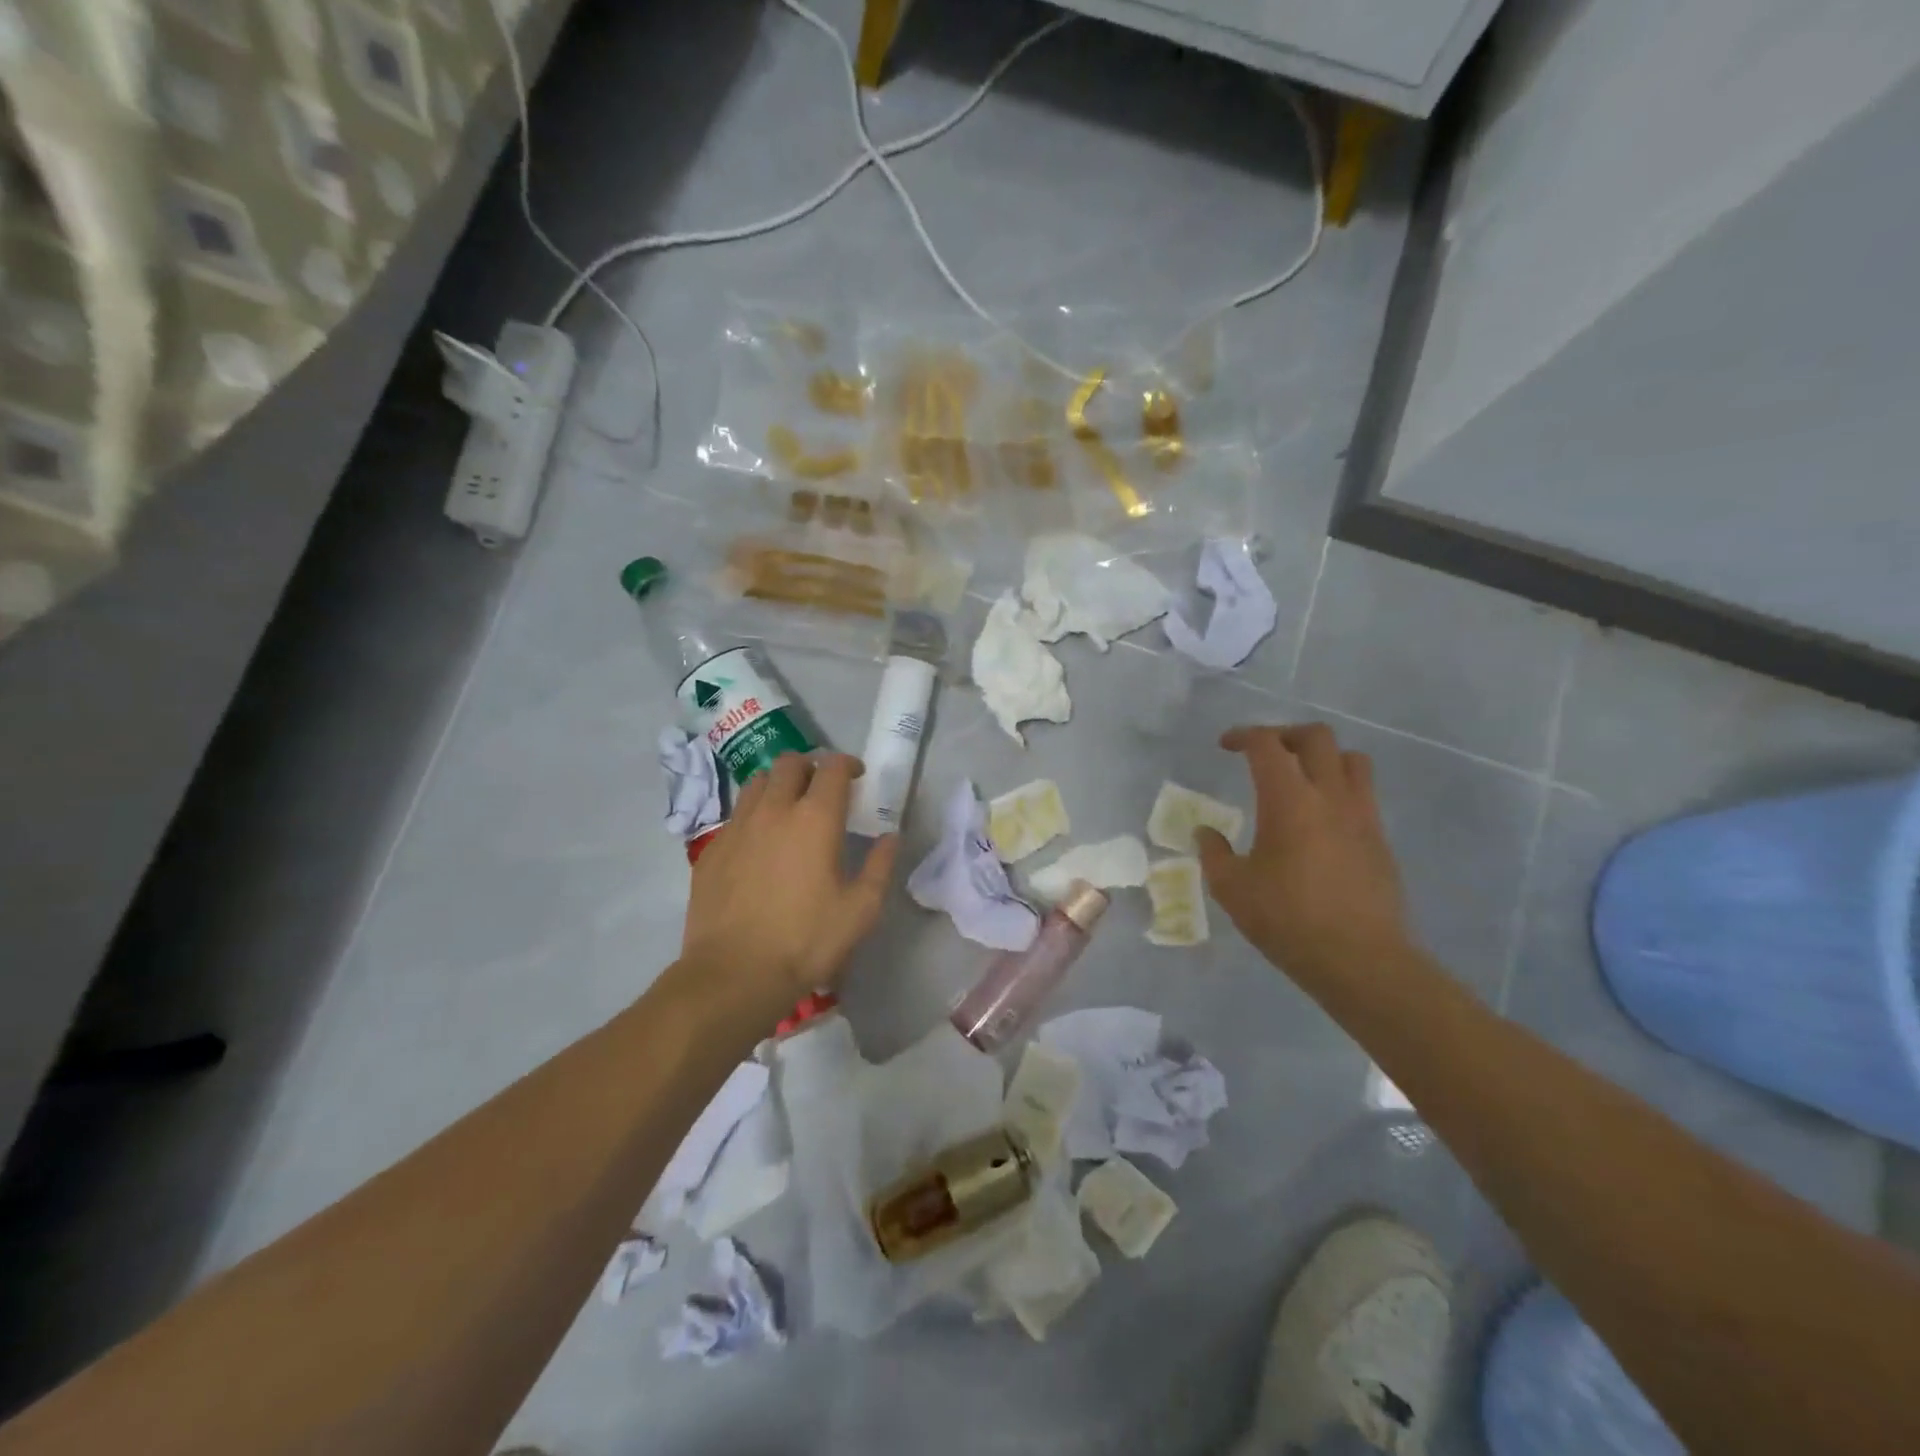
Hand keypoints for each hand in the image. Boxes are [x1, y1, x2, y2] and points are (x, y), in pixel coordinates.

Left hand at [682, 752, 898, 1006]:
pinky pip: (736, 815)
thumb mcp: (860, 910)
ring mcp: (737, 827)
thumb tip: (890, 837)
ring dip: (778, 784)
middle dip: (810, 767)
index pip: (831, 767)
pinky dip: (754, 814)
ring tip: (788, 808)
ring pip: (757, 782)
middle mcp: (774, 810)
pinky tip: (760, 844)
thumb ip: (879, 866)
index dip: (847, 764)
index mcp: (815, 819)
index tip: (856, 776)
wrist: (735, 974)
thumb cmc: (806, 941)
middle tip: (822, 789)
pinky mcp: (712, 849)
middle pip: (790, 763)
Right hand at [1195, 723, 1410, 978]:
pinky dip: (1340, 789)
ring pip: (1351, 759)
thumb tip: (1205, 832)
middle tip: (1263, 753)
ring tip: (1299, 778)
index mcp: (1289, 800)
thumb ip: (1214, 853)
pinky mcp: (1380, 839)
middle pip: (1316, 737)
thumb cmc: (1288, 920)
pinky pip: (1363, 793)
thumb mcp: (1232, 888)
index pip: (1267, 745)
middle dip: (1285, 735)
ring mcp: (1362, 816)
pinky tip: (1320, 820)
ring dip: (1322, 757)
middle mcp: (1330, 796)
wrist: (1361, 960)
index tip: (1225, 746)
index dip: (1243, 736)